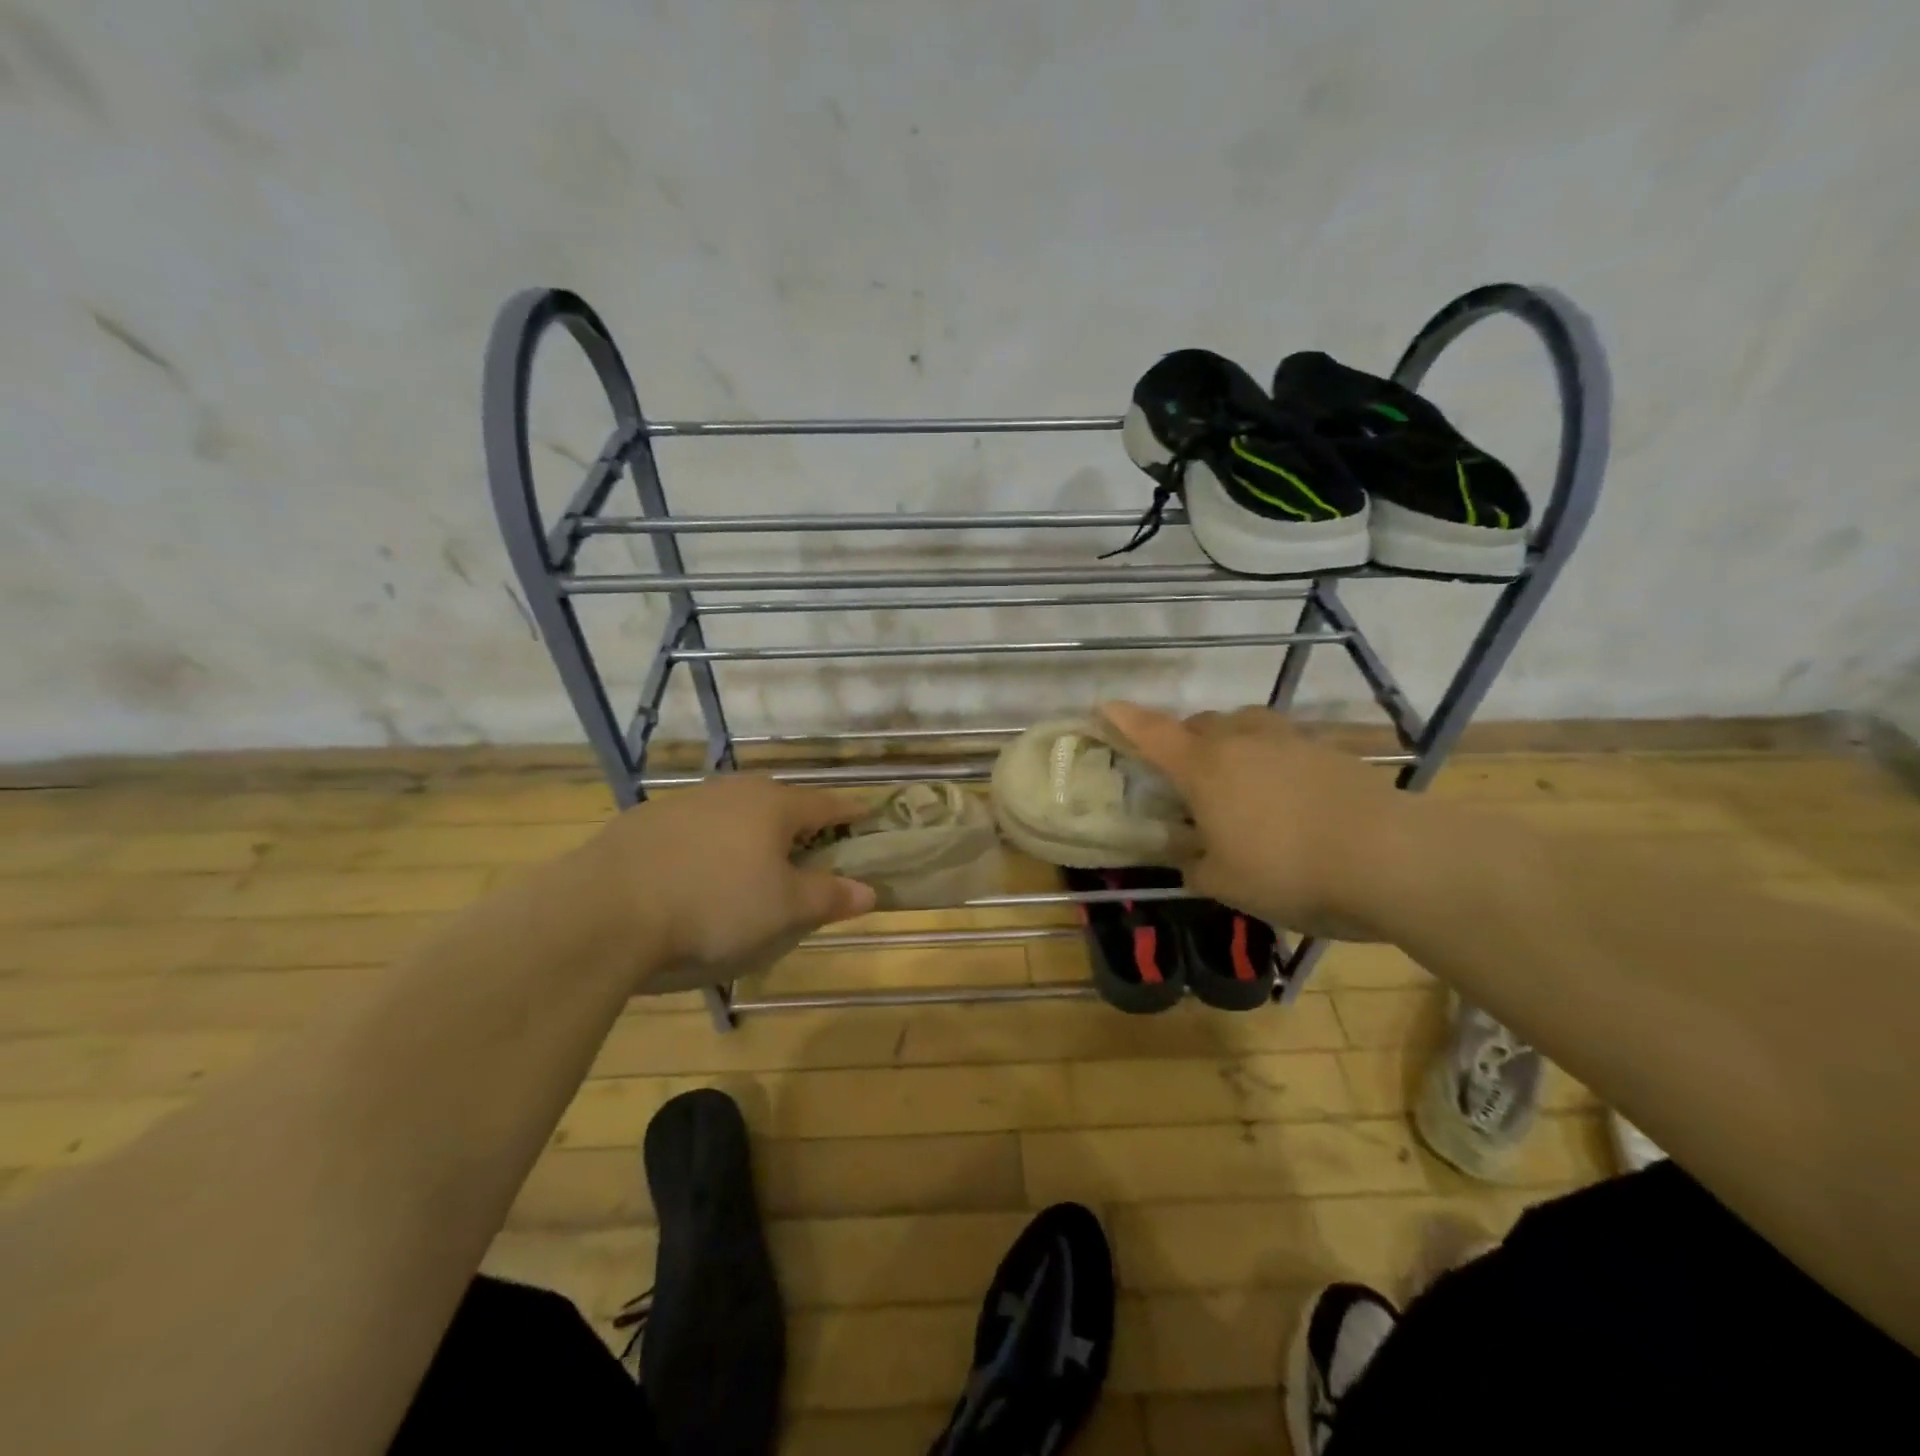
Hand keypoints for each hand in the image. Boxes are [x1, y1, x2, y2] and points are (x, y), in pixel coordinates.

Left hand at [568, 775, 876, 992]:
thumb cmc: (715, 906)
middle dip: (799, 826)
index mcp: (775, 805)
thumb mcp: (784, 911)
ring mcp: (685, 802)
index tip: (867, 818)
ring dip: (751, 836)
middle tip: (810, 855)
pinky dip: (710, 847)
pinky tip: (697, 877)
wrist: (604, 910)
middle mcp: (733, 791)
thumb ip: (829, 897)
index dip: (851, 813)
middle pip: (780, 804)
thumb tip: (869, 891)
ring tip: (752, 869)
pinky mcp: (645, 822)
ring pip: (735, 814)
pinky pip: (696, 830)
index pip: (827, 804)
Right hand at [1100, 702, 1416, 939]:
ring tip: (1236, 779)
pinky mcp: (1330, 751)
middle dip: (1184, 740)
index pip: (1152, 734)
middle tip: (1182, 774)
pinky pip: (1283, 743)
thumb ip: (1195, 865)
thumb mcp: (1225, 883)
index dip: (1124, 719)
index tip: (1103, 705)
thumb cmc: (1288, 870)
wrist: (1391, 859)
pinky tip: (1285, 795)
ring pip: (1245, 726)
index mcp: (1204, 767)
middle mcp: (1242, 740)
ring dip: (1229, 742)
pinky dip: (1271, 759)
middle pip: (1200, 725)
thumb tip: (1187, 854)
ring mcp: (1290, 740)